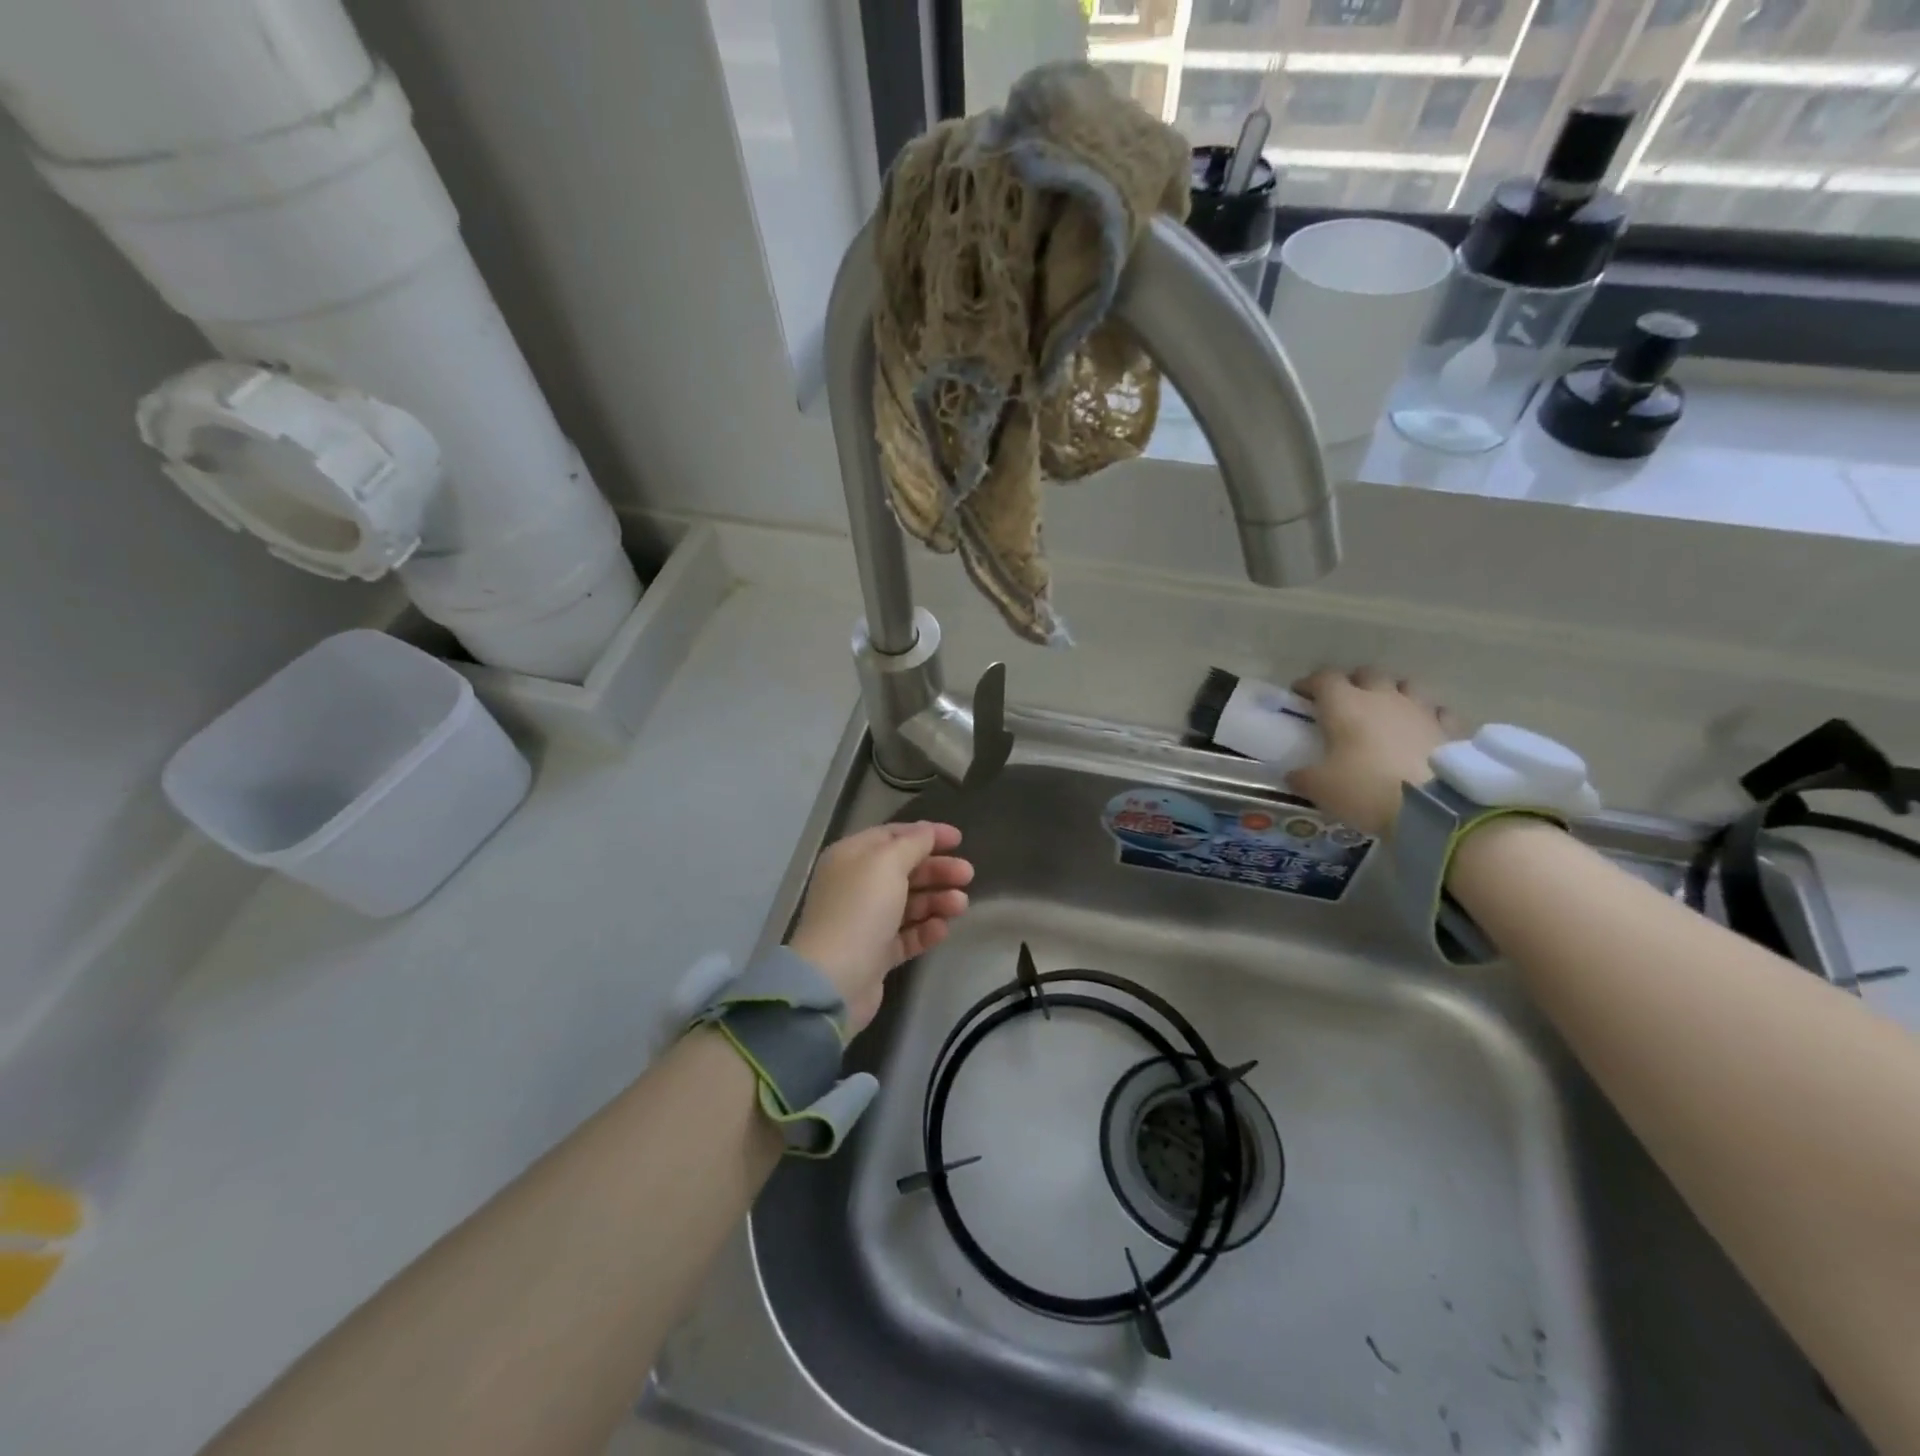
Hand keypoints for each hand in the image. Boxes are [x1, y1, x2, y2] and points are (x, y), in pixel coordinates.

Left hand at [787, 822, 973, 1033]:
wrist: (834, 980)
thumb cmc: (860, 910)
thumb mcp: (887, 863)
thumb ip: (913, 843)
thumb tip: (927, 831)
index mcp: (851, 857)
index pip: (892, 836)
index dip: (926, 834)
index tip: (959, 839)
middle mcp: (855, 885)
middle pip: (904, 869)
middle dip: (937, 870)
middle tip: (967, 875)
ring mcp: (865, 921)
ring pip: (908, 903)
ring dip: (937, 900)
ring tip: (960, 906)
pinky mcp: (875, 953)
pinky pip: (906, 935)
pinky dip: (925, 930)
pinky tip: (942, 929)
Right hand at [1286, 668, 1458, 838]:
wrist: (1432, 808)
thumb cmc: (1364, 788)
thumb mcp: (1320, 788)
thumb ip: (1303, 776)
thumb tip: (1294, 774)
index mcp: (1345, 705)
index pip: (1323, 678)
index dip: (1309, 684)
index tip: (1300, 695)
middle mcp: (1382, 697)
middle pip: (1366, 674)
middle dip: (1353, 683)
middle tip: (1344, 702)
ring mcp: (1420, 710)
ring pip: (1405, 685)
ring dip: (1392, 693)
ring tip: (1385, 711)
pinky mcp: (1449, 729)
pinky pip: (1438, 712)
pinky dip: (1427, 716)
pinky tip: (1422, 729)